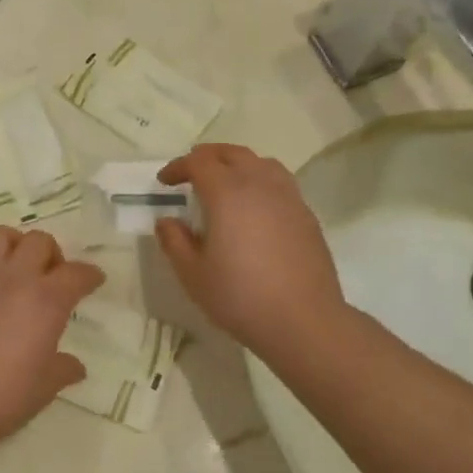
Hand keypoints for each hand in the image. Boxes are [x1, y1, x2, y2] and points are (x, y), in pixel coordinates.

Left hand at [0, 227, 104, 460]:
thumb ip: (64, 369)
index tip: (94, 281)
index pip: (76, 274)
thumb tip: (75, 365)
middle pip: (40, 242)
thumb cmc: (2, 397)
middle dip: (53, 255)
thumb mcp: (44, 387)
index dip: (90, 275)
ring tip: (18, 269)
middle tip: (53, 278)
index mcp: (46, 301)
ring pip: (2, 235)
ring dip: (17, 246)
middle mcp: (15, 278)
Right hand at [154, 145, 346, 359]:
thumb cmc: (240, 296)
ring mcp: (288, 197)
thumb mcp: (193, 274)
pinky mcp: (306, 214)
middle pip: (232, 153)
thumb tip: (167, 221)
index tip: (165, 181)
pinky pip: (280, 182)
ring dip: (237, 165)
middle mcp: (259, 184)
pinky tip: (255, 208)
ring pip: (261, 163)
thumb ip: (175, 242)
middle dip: (207, 157)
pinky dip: (260, 182)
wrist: (303, 320)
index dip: (178, 166)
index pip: (199, 162)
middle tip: (191, 173)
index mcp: (227, 193)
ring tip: (225, 184)